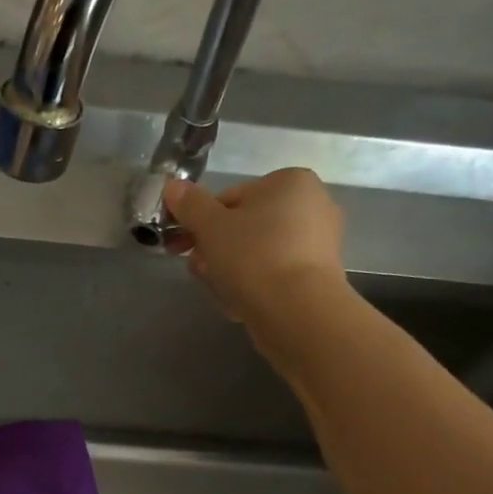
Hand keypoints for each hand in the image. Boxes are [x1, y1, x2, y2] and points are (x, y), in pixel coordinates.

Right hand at [163, 168, 347, 329]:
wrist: (297, 311)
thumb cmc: (253, 257)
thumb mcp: (210, 226)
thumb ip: (189, 204)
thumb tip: (173, 186)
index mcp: (290, 182)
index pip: (230, 198)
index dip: (199, 222)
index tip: (182, 245)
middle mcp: (312, 205)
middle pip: (244, 228)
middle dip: (215, 250)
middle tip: (199, 270)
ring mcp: (319, 243)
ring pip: (256, 254)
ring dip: (229, 271)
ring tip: (219, 291)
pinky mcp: (318, 277)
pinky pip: (274, 276)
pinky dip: (254, 286)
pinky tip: (241, 304)